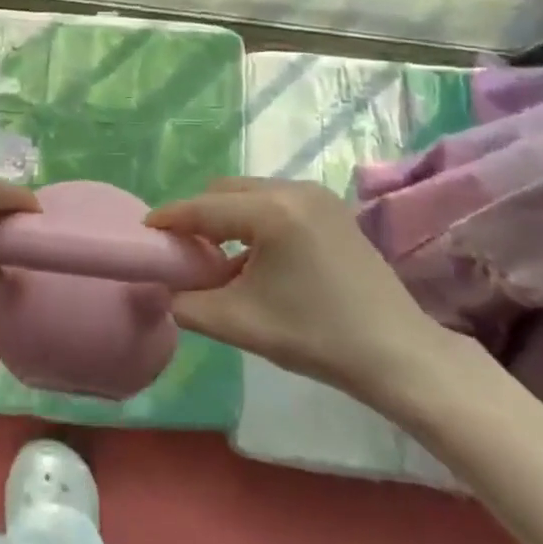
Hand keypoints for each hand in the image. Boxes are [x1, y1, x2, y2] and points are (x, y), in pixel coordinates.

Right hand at [147, 177, 465, 410]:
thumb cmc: (316, 336)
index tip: (144, 232)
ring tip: (217, 258)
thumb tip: (166, 289)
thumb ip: (189, 303)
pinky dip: (253, 221)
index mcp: (271, 211)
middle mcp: (292, 189)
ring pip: (249, 194)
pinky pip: (274, 202)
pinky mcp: (330, 208)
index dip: (169, 220)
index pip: (203, 208)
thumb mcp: (240, 323)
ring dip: (226, 219)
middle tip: (182, 252)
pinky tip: (254, 257)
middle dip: (198, 217)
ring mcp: (316, 195)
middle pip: (224, 191)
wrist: (399, 354)